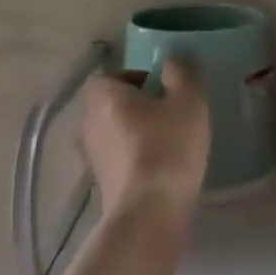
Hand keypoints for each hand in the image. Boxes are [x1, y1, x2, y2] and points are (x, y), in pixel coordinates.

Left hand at [79, 58, 210, 216]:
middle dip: (137, 107)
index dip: (138, 78)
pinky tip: (160, 171)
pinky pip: (118, 160)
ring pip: (114, 134)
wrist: (149, 213)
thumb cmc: (168, 148)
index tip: (163, 91)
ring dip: (135, 135)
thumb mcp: (188, 102)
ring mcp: (90, 157)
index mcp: (102, 96)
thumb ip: (182, 73)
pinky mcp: (100, 184)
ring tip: (168, 145)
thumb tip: (173, 61)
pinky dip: (134, 160)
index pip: (112, 75)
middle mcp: (87, 122)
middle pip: (111, 105)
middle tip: (170, 116)